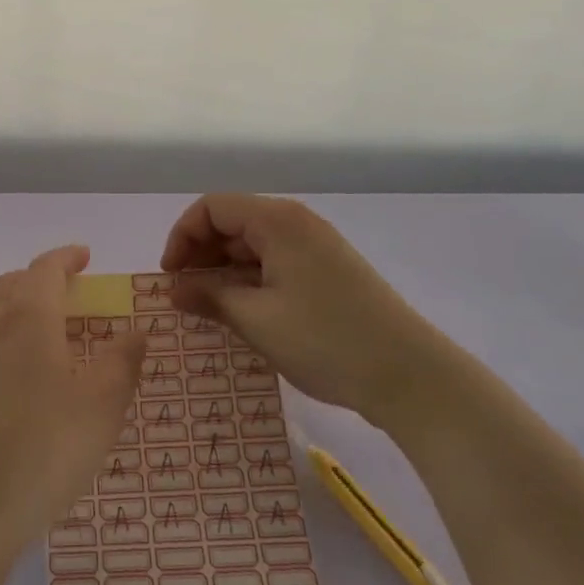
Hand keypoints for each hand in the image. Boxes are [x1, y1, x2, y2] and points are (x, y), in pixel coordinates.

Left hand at [0, 245, 145, 551]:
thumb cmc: (44, 446)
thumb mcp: (102, 405)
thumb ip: (122, 361)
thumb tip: (137, 329)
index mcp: (30, 316)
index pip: (46, 268)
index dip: (66, 257)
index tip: (85, 255)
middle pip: (14, 283)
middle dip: (41, 277)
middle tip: (67, 288)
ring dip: (17, 302)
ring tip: (41, 322)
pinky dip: (1, 332)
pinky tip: (15, 366)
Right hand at [160, 194, 449, 428]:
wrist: (413, 377)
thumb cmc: (326, 340)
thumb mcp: (257, 320)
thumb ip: (210, 296)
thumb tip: (175, 288)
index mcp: (277, 220)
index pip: (212, 207)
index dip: (182, 237)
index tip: (170, 278)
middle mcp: (296, 223)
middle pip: (233, 223)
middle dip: (202, 255)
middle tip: (185, 296)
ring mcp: (317, 247)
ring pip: (254, 245)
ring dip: (226, 271)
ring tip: (211, 310)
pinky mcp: (330, 272)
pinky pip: (277, 263)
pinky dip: (252, 281)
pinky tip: (246, 314)